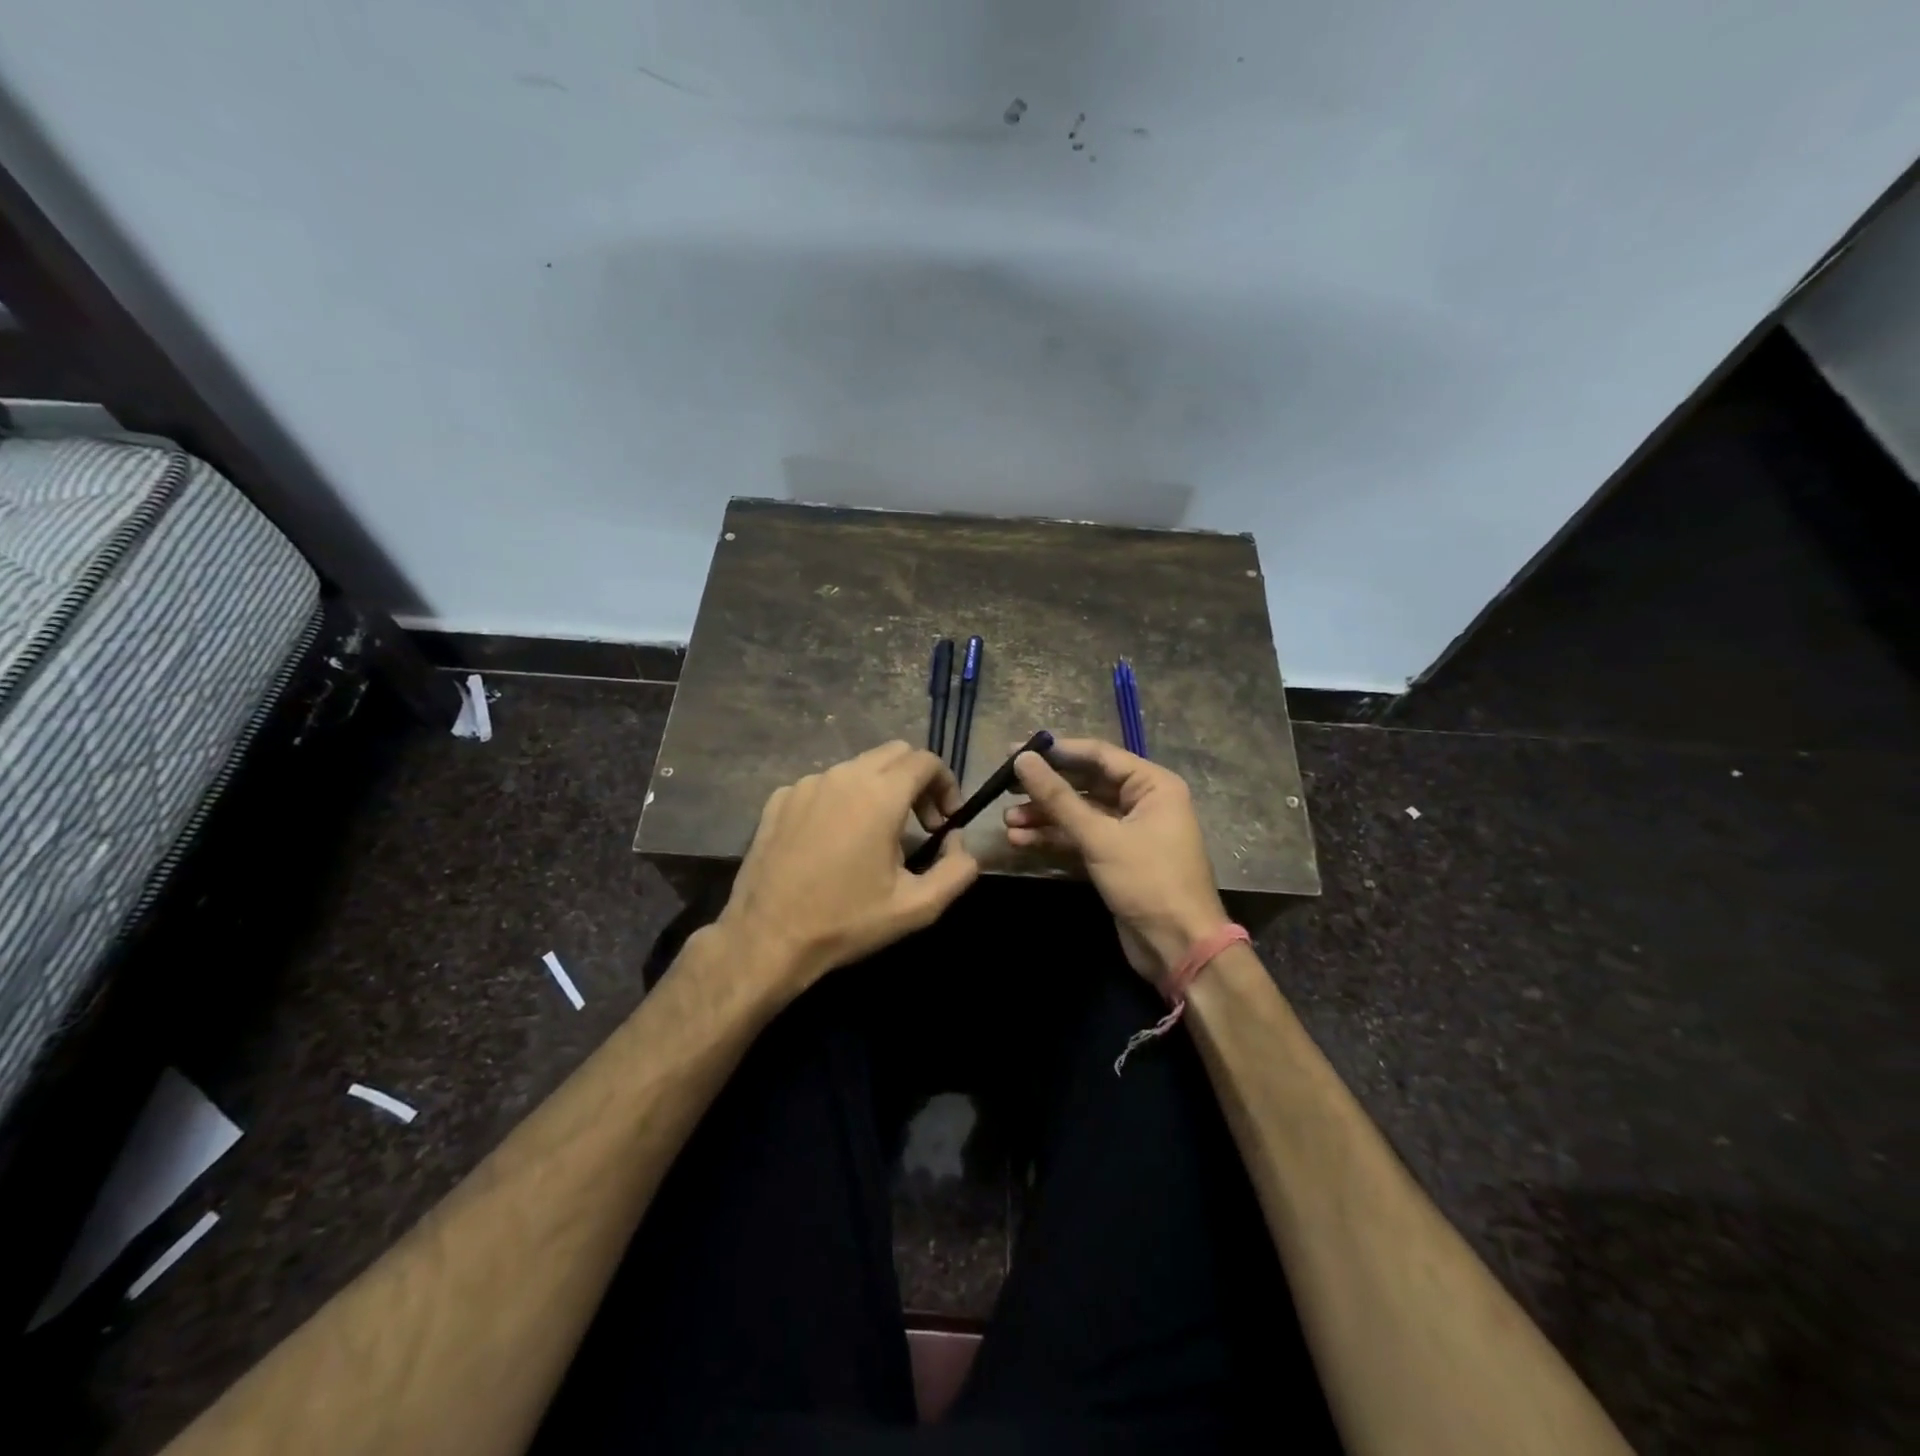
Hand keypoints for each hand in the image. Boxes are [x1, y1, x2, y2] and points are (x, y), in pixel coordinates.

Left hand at [719, 741, 978, 996]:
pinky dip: (842, 801)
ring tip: (878, 837)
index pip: (926, 761)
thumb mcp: (917, 907)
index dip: (946, 785)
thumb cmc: (845, 922)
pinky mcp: (779, 799)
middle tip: (921, 825)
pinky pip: (824, 785)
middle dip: (917, 782)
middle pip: (894, 754)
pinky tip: (836, 842)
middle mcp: (842, 776)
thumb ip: (957, 870)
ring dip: (880, 790)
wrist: (766, 939)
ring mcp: (806, 784)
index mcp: (879, 795)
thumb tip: (959, 843)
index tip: (946, 821)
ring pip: (858, 768)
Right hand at [1007, 738, 1227, 985]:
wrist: (1179, 948)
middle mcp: (1142, 802)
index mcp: (1153, 785)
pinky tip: (1020, 840)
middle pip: (1085, 783)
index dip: (1056, 751)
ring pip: (1079, 813)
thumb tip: (1022, 760)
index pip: (1098, 755)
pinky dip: (1053, 838)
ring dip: (1044, 816)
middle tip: (1004, 785)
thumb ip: (1058, 798)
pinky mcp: (1115, 859)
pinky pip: (1080, 838)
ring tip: (1007, 820)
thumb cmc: (1148, 881)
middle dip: (1045, 788)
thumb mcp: (1100, 837)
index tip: (1016, 750)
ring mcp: (1128, 832)